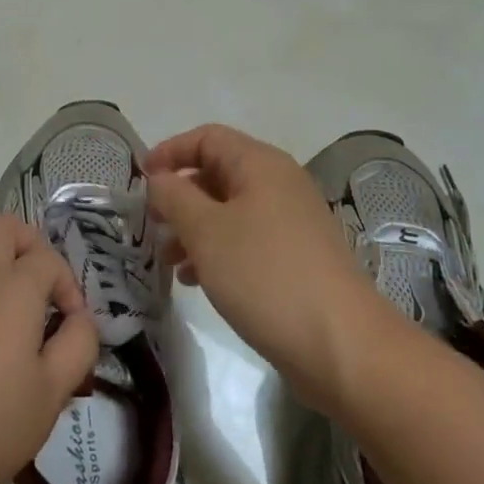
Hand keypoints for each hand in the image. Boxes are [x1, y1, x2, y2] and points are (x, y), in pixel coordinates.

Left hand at [0, 213, 100, 483]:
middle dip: (30, 244)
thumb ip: (79, 343)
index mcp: (13, 289)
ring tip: (17, 294)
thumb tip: (80, 320)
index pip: (47, 260)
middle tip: (44, 285)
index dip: (68, 286)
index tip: (73, 326)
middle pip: (2, 226)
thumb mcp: (55, 389)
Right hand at [146, 124, 389, 405]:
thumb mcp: (206, 231)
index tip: (141, 181)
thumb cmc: (265, 276)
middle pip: (218, 173)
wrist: (342, 345)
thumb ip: (174, 197)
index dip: (170, 151)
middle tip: (151, 224)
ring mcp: (291, 222)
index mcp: (260, 165)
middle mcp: (279, 184)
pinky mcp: (295, 257)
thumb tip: (159, 178)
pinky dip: (217, 250)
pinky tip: (196, 280)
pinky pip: (246, 239)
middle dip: (180, 195)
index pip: (207, 138)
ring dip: (194, 228)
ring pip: (229, 210)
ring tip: (168, 260)